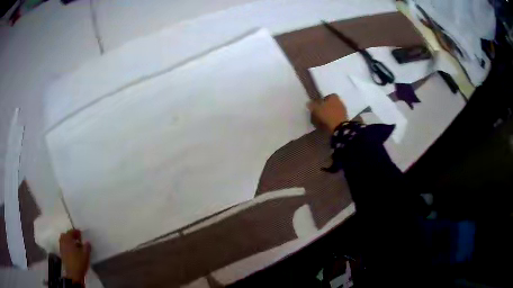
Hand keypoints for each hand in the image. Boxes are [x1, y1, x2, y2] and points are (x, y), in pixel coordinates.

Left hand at [59, 229, 90, 283]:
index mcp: (68, 239)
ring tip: (76, 246)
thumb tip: (87, 242)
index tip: (81, 233)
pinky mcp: (62, 254)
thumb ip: (87, 247)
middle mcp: (63, 241)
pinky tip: (73, 252)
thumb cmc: (79, 262)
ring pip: (64, 241)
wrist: (73, 274)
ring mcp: (61, 248)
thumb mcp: (85, 254)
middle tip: (77, 239)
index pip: (71, 232)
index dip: (76, 232)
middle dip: (71, 236)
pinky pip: (64, 246)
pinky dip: (68, 247)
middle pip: (66, 235)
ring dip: (69, 241)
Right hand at [308, 94, 348, 132]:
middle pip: (331, 103)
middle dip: (326, 108)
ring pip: (334, 111)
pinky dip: (333, 120)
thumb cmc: (328, 115)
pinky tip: (329, 124)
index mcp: (334, 97)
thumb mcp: (316, 109)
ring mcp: (344, 110)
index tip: (318, 106)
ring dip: (330, 114)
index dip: (322, 101)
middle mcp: (340, 101)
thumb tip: (308, 103)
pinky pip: (337, 117)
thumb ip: (312, 105)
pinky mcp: (345, 119)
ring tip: (323, 120)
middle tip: (320, 113)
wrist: (340, 127)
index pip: (327, 96)